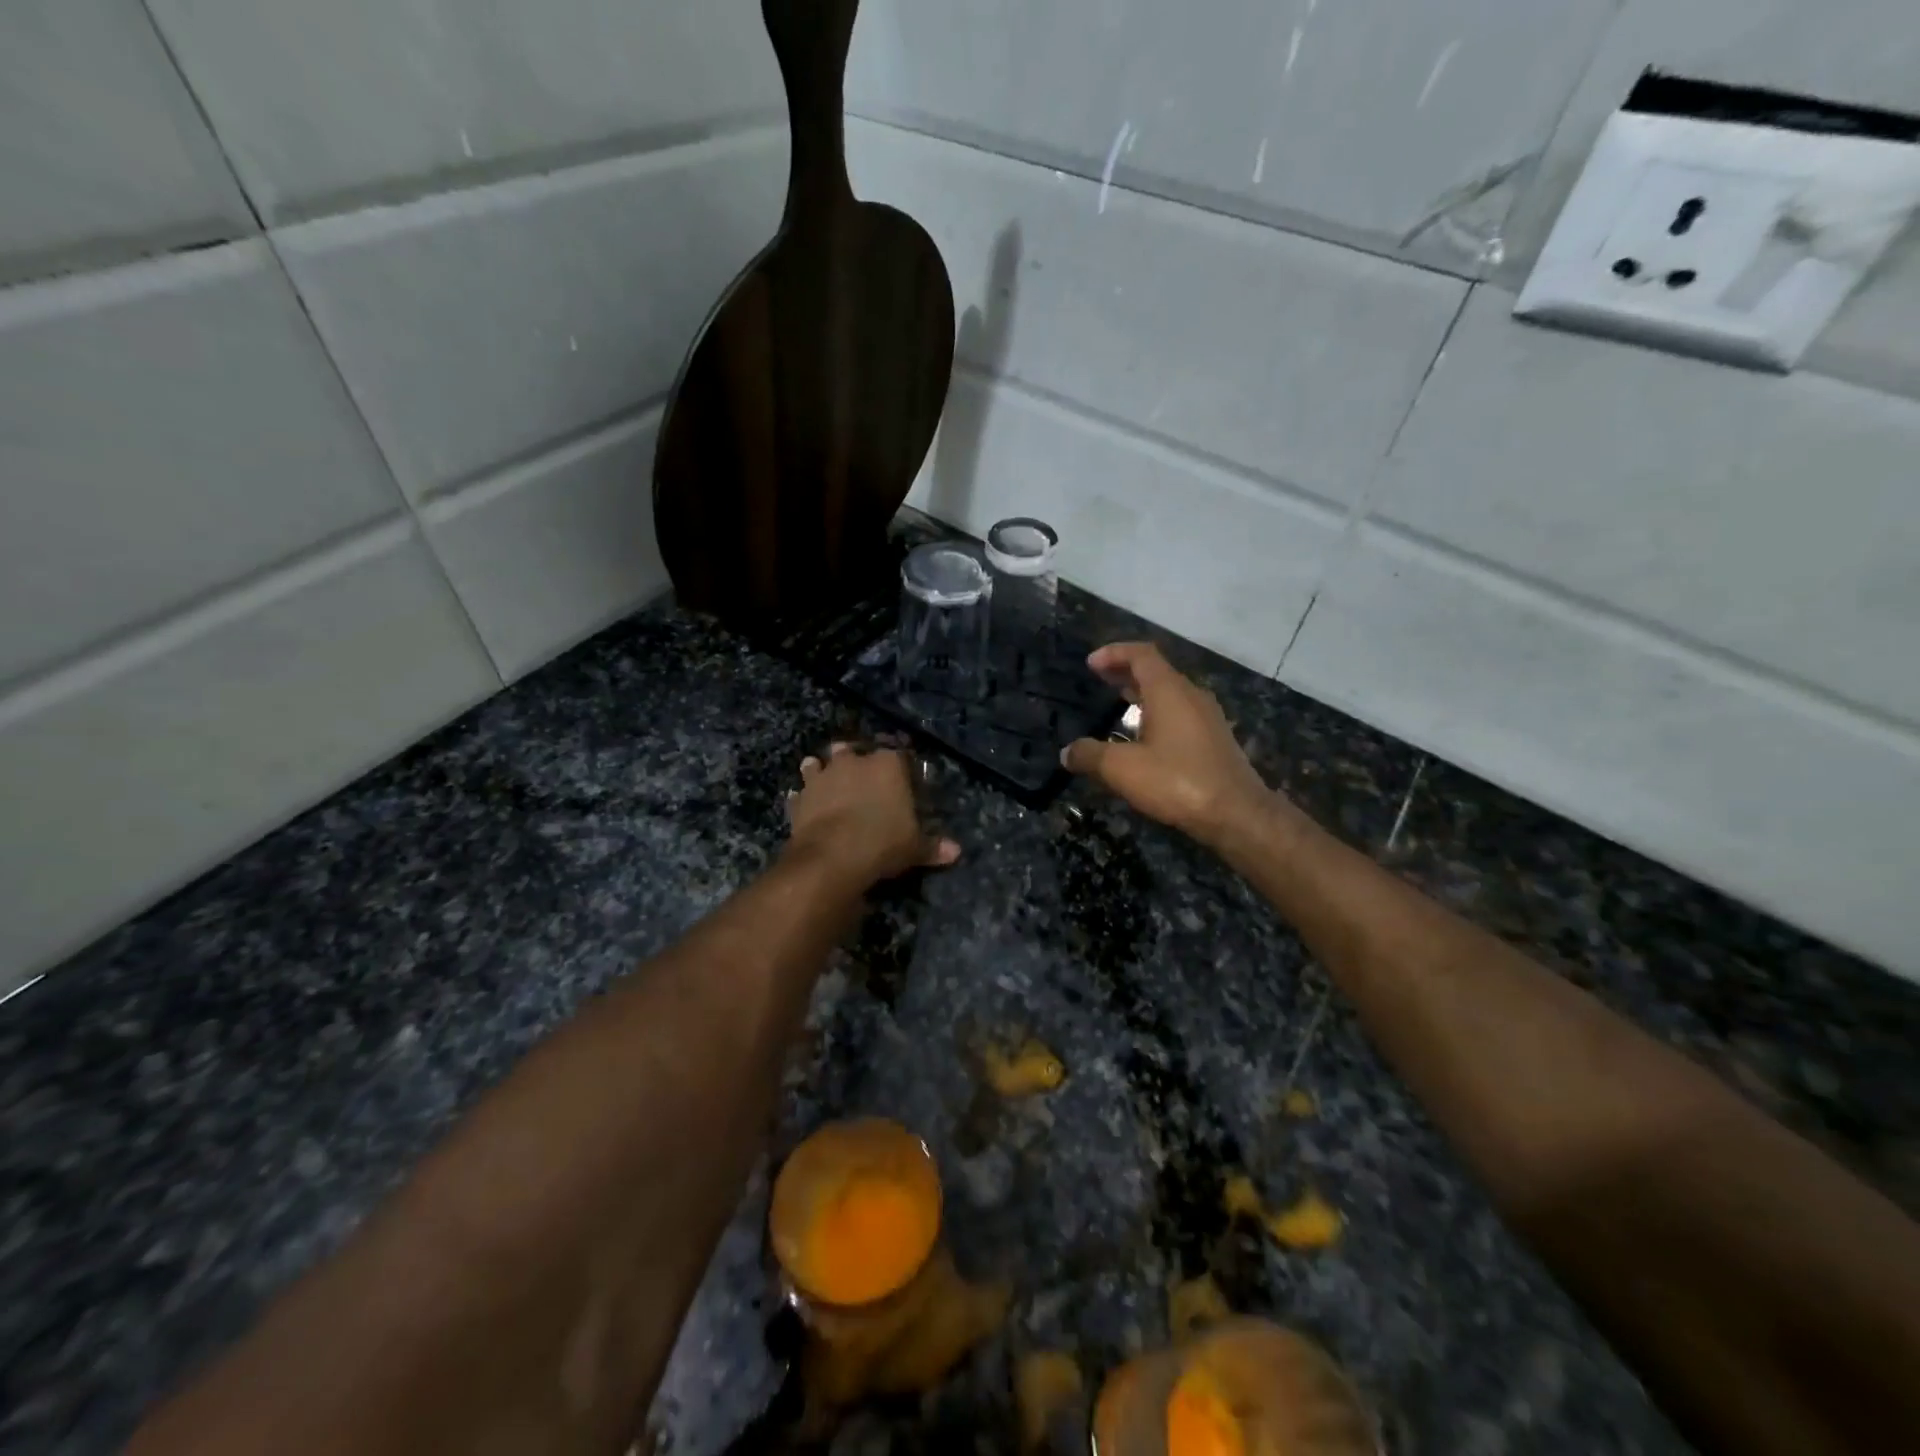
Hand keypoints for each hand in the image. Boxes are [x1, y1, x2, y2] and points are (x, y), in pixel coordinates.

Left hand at [786, 743, 960, 886]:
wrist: (832, 856)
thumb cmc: (883, 842)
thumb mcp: (915, 847)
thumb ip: (933, 846)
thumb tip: (956, 851)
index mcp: (887, 764)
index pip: (898, 755)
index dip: (900, 767)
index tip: (901, 779)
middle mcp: (853, 761)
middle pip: (853, 751)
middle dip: (856, 761)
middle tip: (862, 778)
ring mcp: (822, 776)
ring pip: (820, 763)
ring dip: (822, 770)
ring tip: (827, 781)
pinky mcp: (800, 797)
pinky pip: (801, 793)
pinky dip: (803, 797)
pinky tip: (804, 804)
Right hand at [1061, 643, 1276, 849]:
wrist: (1236, 813)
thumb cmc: (1177, 781)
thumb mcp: (1122, 769)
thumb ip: (1090, 755)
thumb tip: (1067, 752)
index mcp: (1169, 691)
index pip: (1141, 654)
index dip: (1114, 653)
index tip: (1091, 663)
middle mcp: (1191, 695)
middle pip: (1156, 671)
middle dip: (1125, 671)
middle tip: (1100, 678)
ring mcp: (1207, 717)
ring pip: (1170, 693)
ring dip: (1143, 693)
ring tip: (1119, 703)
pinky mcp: (1214, 739)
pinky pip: (1181, 713)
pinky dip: (1157, 712)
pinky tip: (1145, 736)